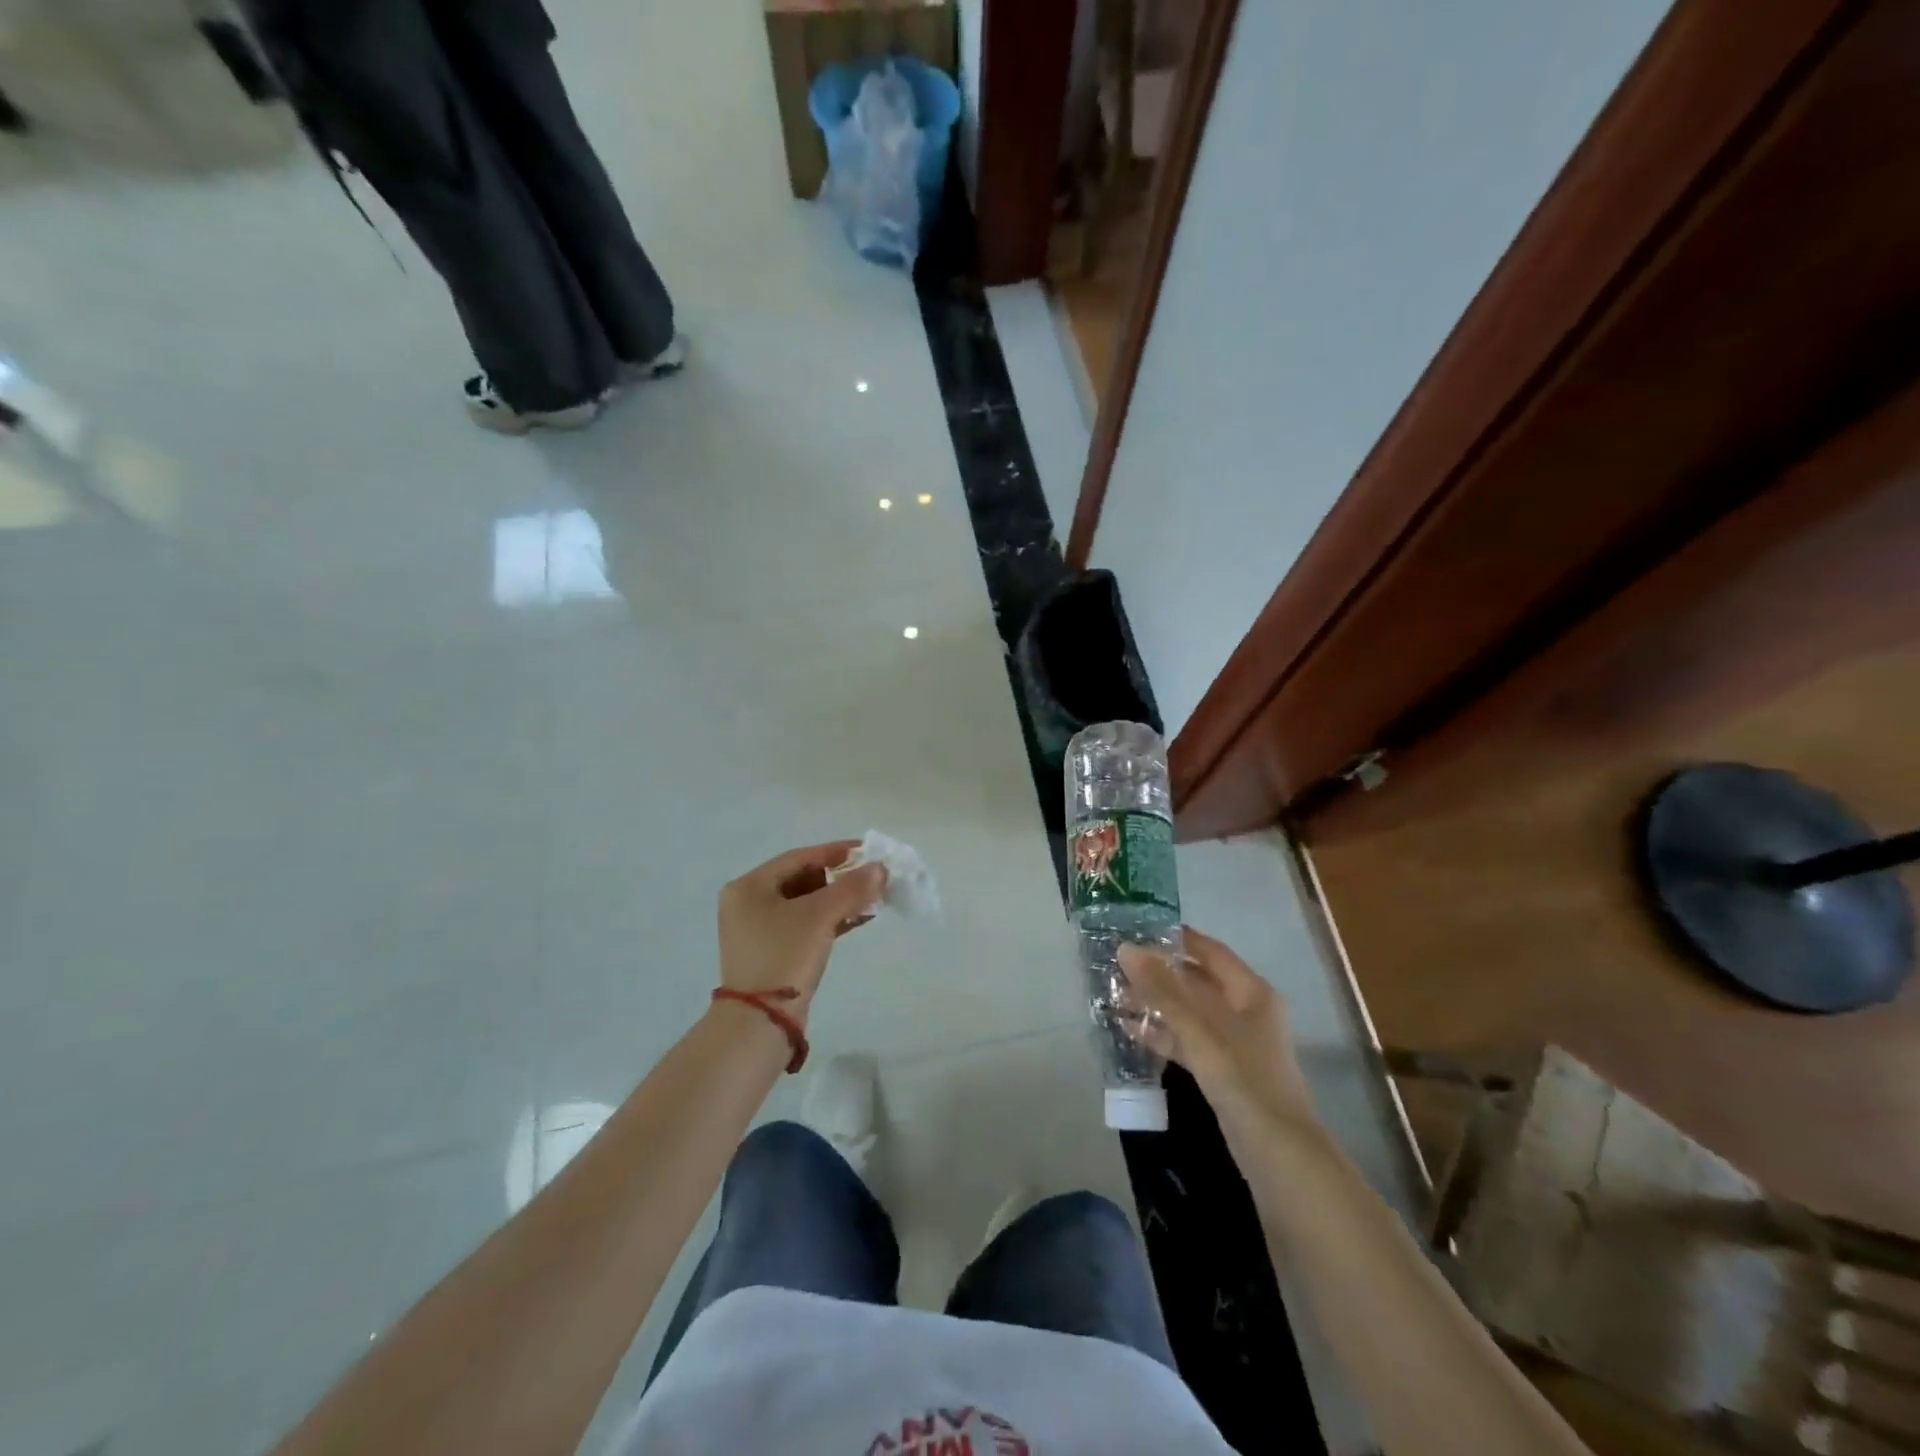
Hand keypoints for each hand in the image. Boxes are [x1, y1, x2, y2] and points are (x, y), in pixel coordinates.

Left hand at [717, 841, 886, 1022]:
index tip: (867, 851)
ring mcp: (758, 930)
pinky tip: (858, 919)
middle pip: (802, 879)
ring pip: (805, 903)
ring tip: (871, 898)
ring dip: (838, 900)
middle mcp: (748, 903)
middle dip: (839, 878)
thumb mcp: (820, 916)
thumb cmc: (784, 956)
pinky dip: (830, 919)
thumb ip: (851, 888)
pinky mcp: (772, 952)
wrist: (760, 1022)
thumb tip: (880, 868)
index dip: (835, 852)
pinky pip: (804, 924)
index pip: (799, 858)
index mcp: (749, 887)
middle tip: (871, 877)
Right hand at [1118, 927, 1315, 1134]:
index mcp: (1250, 992)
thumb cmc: (1243, 1078)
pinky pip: (1187, 1041)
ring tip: (1114, 995)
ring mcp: (1233, 1043)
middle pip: (1196, 981)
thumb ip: (1162, 990)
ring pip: (1188, 1013)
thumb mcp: (1199, 1030)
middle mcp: (1244, 1010)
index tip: (1138, 930)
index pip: (1209, 951)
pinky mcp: (1222, 1071)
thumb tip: (1125, 949)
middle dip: (1158, 974)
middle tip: (1116, 965)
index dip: (1176, 939)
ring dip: (1155, 1005)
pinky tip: (1130, 1030)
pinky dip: (1162, 1034)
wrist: (1278, 1154)